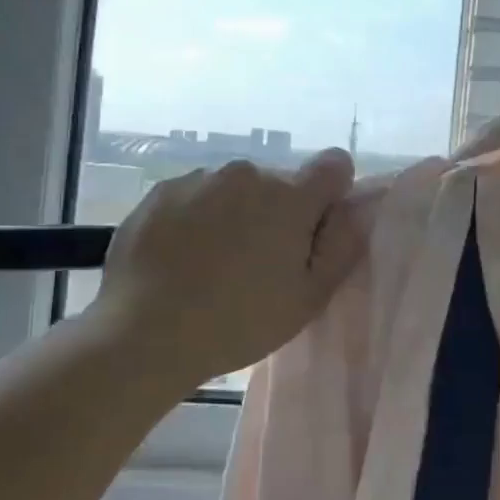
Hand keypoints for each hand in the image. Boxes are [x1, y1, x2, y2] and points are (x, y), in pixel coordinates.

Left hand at [89, 149, 367, 388]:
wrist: (143, 334)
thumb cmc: (239, 321)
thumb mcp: (309, 297)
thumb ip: (343, 245)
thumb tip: (356, 208)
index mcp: (290, 197)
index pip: (334, 165)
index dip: (332, 194)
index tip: (315, 231)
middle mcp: (247, 173)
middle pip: (280, 183)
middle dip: (279, 213)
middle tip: (259, 264)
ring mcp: (199, 179)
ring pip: (235, 189)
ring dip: (236, 213)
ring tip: (214, 264)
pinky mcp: (161, 191)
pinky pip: (196, 195)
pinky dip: (197, 217)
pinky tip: (182, 258)